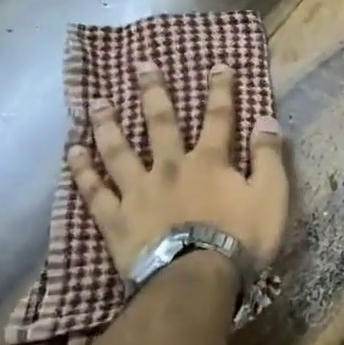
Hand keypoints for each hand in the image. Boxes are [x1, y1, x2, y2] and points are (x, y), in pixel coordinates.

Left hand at [67, 62, 289, 274]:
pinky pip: (95, 191)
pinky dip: (82, 171)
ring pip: (119, 151)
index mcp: (209, 161)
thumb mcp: (271, 197)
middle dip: (154, 92)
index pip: (219, 117)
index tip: (218, 64)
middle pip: (160, 123)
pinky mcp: (117, 219)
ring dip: (108, 125)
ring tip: (96, 103)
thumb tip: (266, 120)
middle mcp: (170, 167)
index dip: (221, 90)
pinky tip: (72, 153)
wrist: (196, 279)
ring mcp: (139, 192)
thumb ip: (268, 157)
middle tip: (142, 65)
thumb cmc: (241, 239)